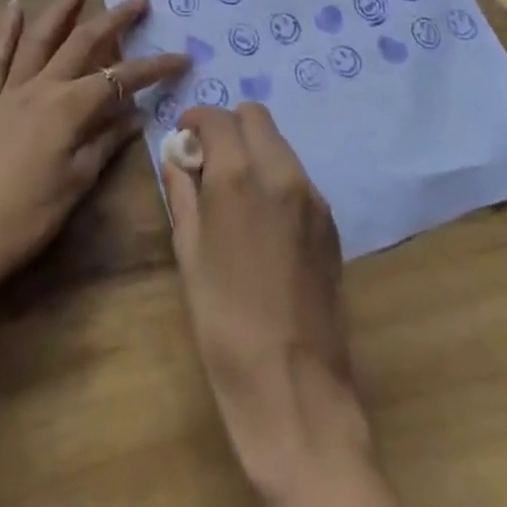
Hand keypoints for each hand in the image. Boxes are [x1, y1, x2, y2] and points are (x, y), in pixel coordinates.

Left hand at [0, 0, 186, 335]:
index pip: (120, 79)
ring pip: (40, 40)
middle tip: (138, 0)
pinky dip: (5, 31)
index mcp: (68, 108)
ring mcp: (10, 91)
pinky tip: (13, 8)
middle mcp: (41, 87)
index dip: (153, 68)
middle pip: (82, 44)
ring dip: (61, 11)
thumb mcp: (76, 185)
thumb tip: (137, 114)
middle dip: (114, 21)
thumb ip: (106, 143)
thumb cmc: (25, 220)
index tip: (181, 57)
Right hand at [164, 105, 394, 506]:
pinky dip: (276, 177)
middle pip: (255, 116)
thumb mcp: (189, 254)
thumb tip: (177, 158)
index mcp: (238, 176)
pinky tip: (264, 220)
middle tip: (210, 161)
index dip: (195, 120)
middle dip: (228, 126)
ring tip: (236, 192)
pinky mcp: (330, 222)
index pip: (217, 117)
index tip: (184, 139)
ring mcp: (312, 196)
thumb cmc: (225, 323)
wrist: (295, 390)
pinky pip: (297, 176)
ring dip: (254, 149)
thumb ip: (182, 193)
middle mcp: (280, 173)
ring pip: (279, 143)